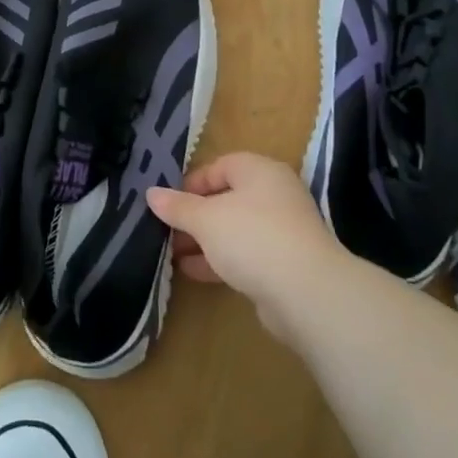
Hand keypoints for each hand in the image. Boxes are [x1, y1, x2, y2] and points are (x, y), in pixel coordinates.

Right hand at [146, 152, 345, 343]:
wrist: (306, 292)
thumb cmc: (252, 237)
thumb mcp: (206, 219)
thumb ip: (178, 207)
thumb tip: (151, 193)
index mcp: (259, 171)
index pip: (220, 166)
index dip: (192, 183)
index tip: (169, 203)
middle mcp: (275, 194)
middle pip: (227, 198)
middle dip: (195, 216)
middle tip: (167, 230)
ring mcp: (283, 230)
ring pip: (235, 229)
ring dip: (205, 240)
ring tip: (173, 254)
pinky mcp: (285, 263)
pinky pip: (246, 254)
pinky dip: (221, 259)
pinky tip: (193, 272)